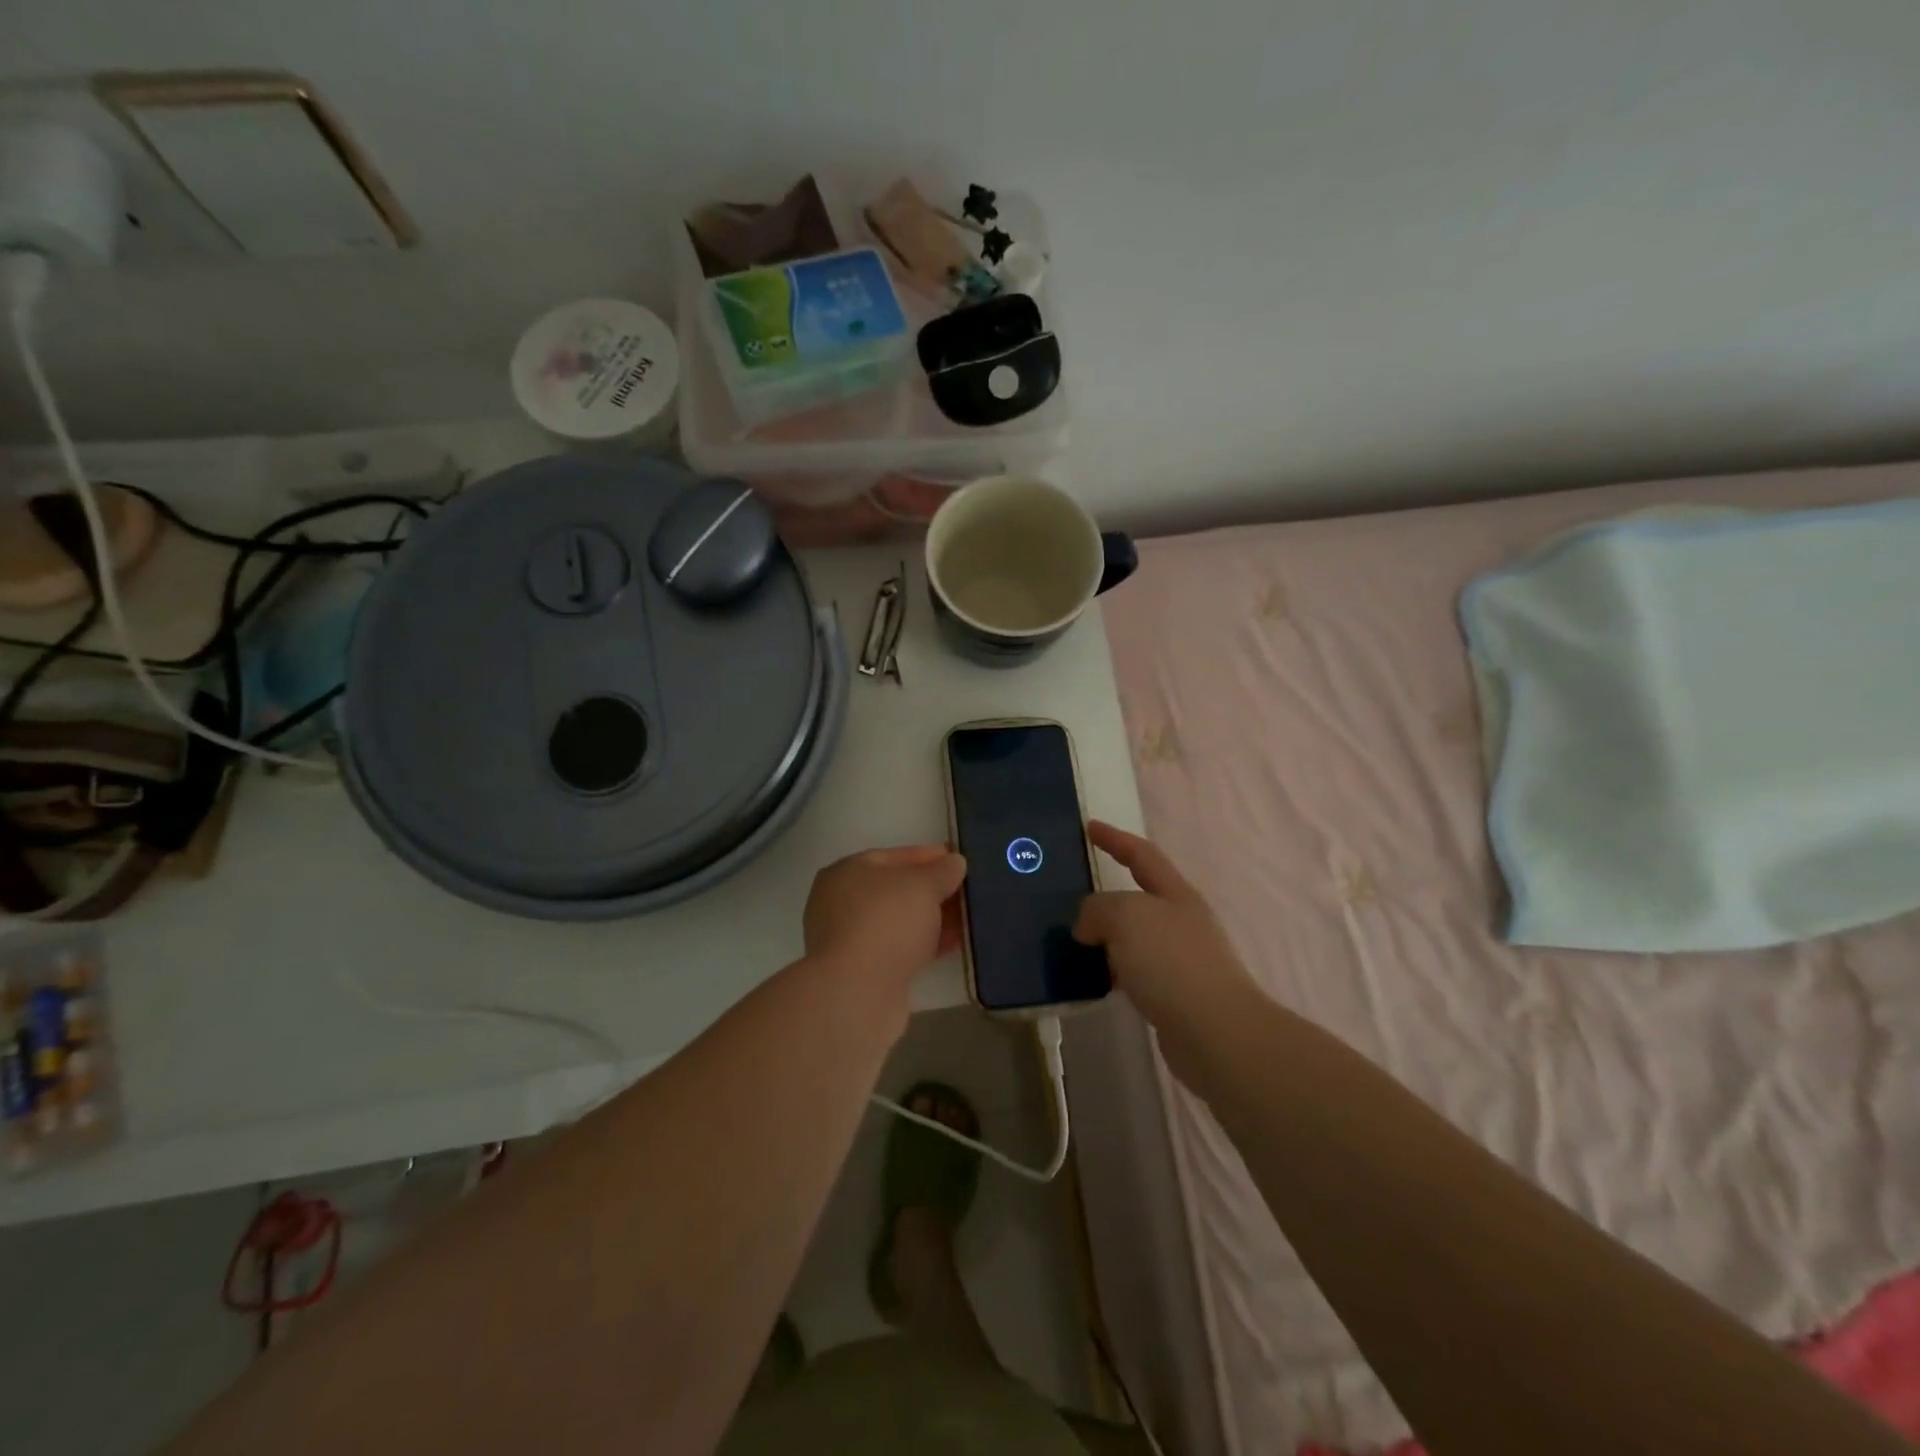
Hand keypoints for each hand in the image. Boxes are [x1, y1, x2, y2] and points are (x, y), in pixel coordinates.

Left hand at [804, 845, 967, 988]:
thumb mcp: (921, 886)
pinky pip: (902, 949)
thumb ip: (941, 871)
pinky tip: (955, 943)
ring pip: (900, 922)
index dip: (928, 856)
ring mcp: (851, 940)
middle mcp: (842, 903)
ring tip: (968, 917)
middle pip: (896, 890)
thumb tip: (954, 862)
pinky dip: (926, 944)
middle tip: (966, 891)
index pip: (893, 857)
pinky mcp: (865, 972)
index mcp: (847, 872)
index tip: (957, 861)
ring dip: (932, 919)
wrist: (858, 993)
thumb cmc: (886, 922)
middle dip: (932, 890)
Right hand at [1074, 821, 1259, 1052]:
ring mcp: (1182, 959)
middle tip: (1073, 894)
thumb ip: (1098, 909)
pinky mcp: (1176, 995)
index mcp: (1176, 894)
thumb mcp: (1126, 917)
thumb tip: (1088, 926)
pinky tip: (1095, 979)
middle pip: (1140, 896)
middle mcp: (1181, 921)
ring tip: (1074, 940)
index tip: (1089, 826)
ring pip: (1135, 937)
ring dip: (1107, 936)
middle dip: (1108, 894)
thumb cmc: (1172, 962)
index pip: (1141, 855)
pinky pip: (1136, 970)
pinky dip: (1114, 968)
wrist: (1217, 1033)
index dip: (1115, 839)